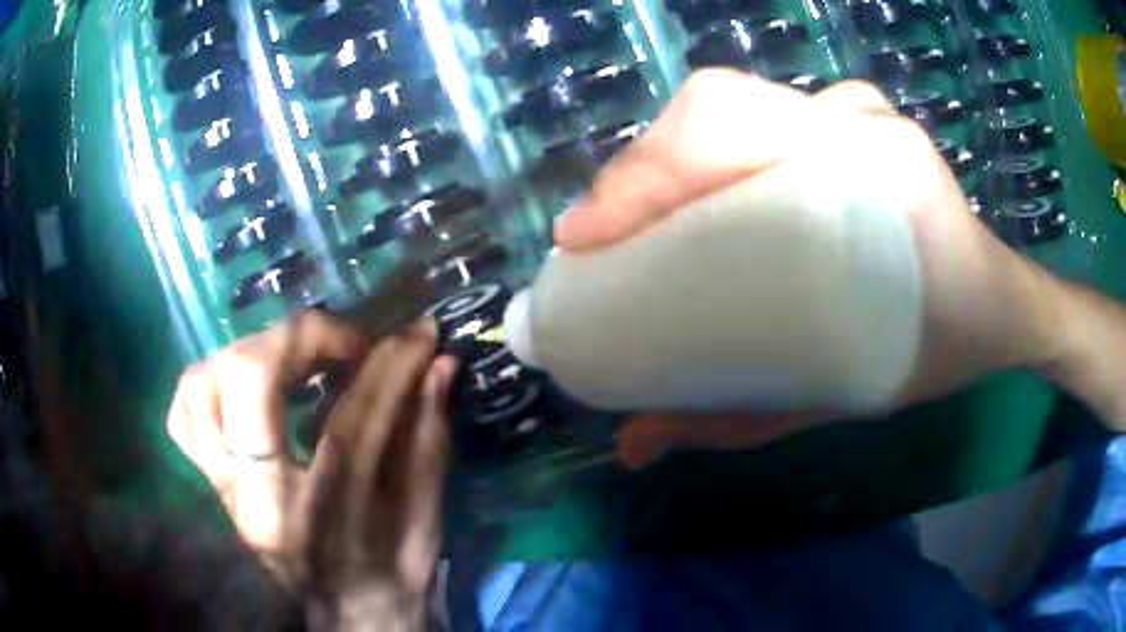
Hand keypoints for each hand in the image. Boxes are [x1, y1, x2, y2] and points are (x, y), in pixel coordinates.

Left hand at [168, 312, 455, 628]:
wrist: (342, 624)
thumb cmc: (389, 583)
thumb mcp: (424, 526)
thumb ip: (428, 444)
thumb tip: (439, 366)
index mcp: (318, 523)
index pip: (348, 420)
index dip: (387, 366)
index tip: (418, 334)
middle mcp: (254, 498)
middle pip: (248, 380)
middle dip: (304, 339)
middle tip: (349, 344)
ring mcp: (222, 487)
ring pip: (201, 386)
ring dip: (251, 353)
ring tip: (297, 360)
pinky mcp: (211, 482)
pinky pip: (185, 414)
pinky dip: (211, 382)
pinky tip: (248, 387)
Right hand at [553, 69, 1078, 467]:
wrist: (994, 309)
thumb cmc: (935, 352)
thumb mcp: (841, 398)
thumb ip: (735, 420)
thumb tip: (631, 444)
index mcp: (876, 169)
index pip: (727, 124)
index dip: (643, 172)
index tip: (585, 240)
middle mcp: (859, 119)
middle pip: (715, 108)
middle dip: (642, 170)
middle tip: (602, 241)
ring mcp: (856, 110)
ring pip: (732, 106)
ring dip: (669, 160)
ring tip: (635, 224)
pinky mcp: (853, 118)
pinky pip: (763, 114)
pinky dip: (709, 147)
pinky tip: (689, 195)